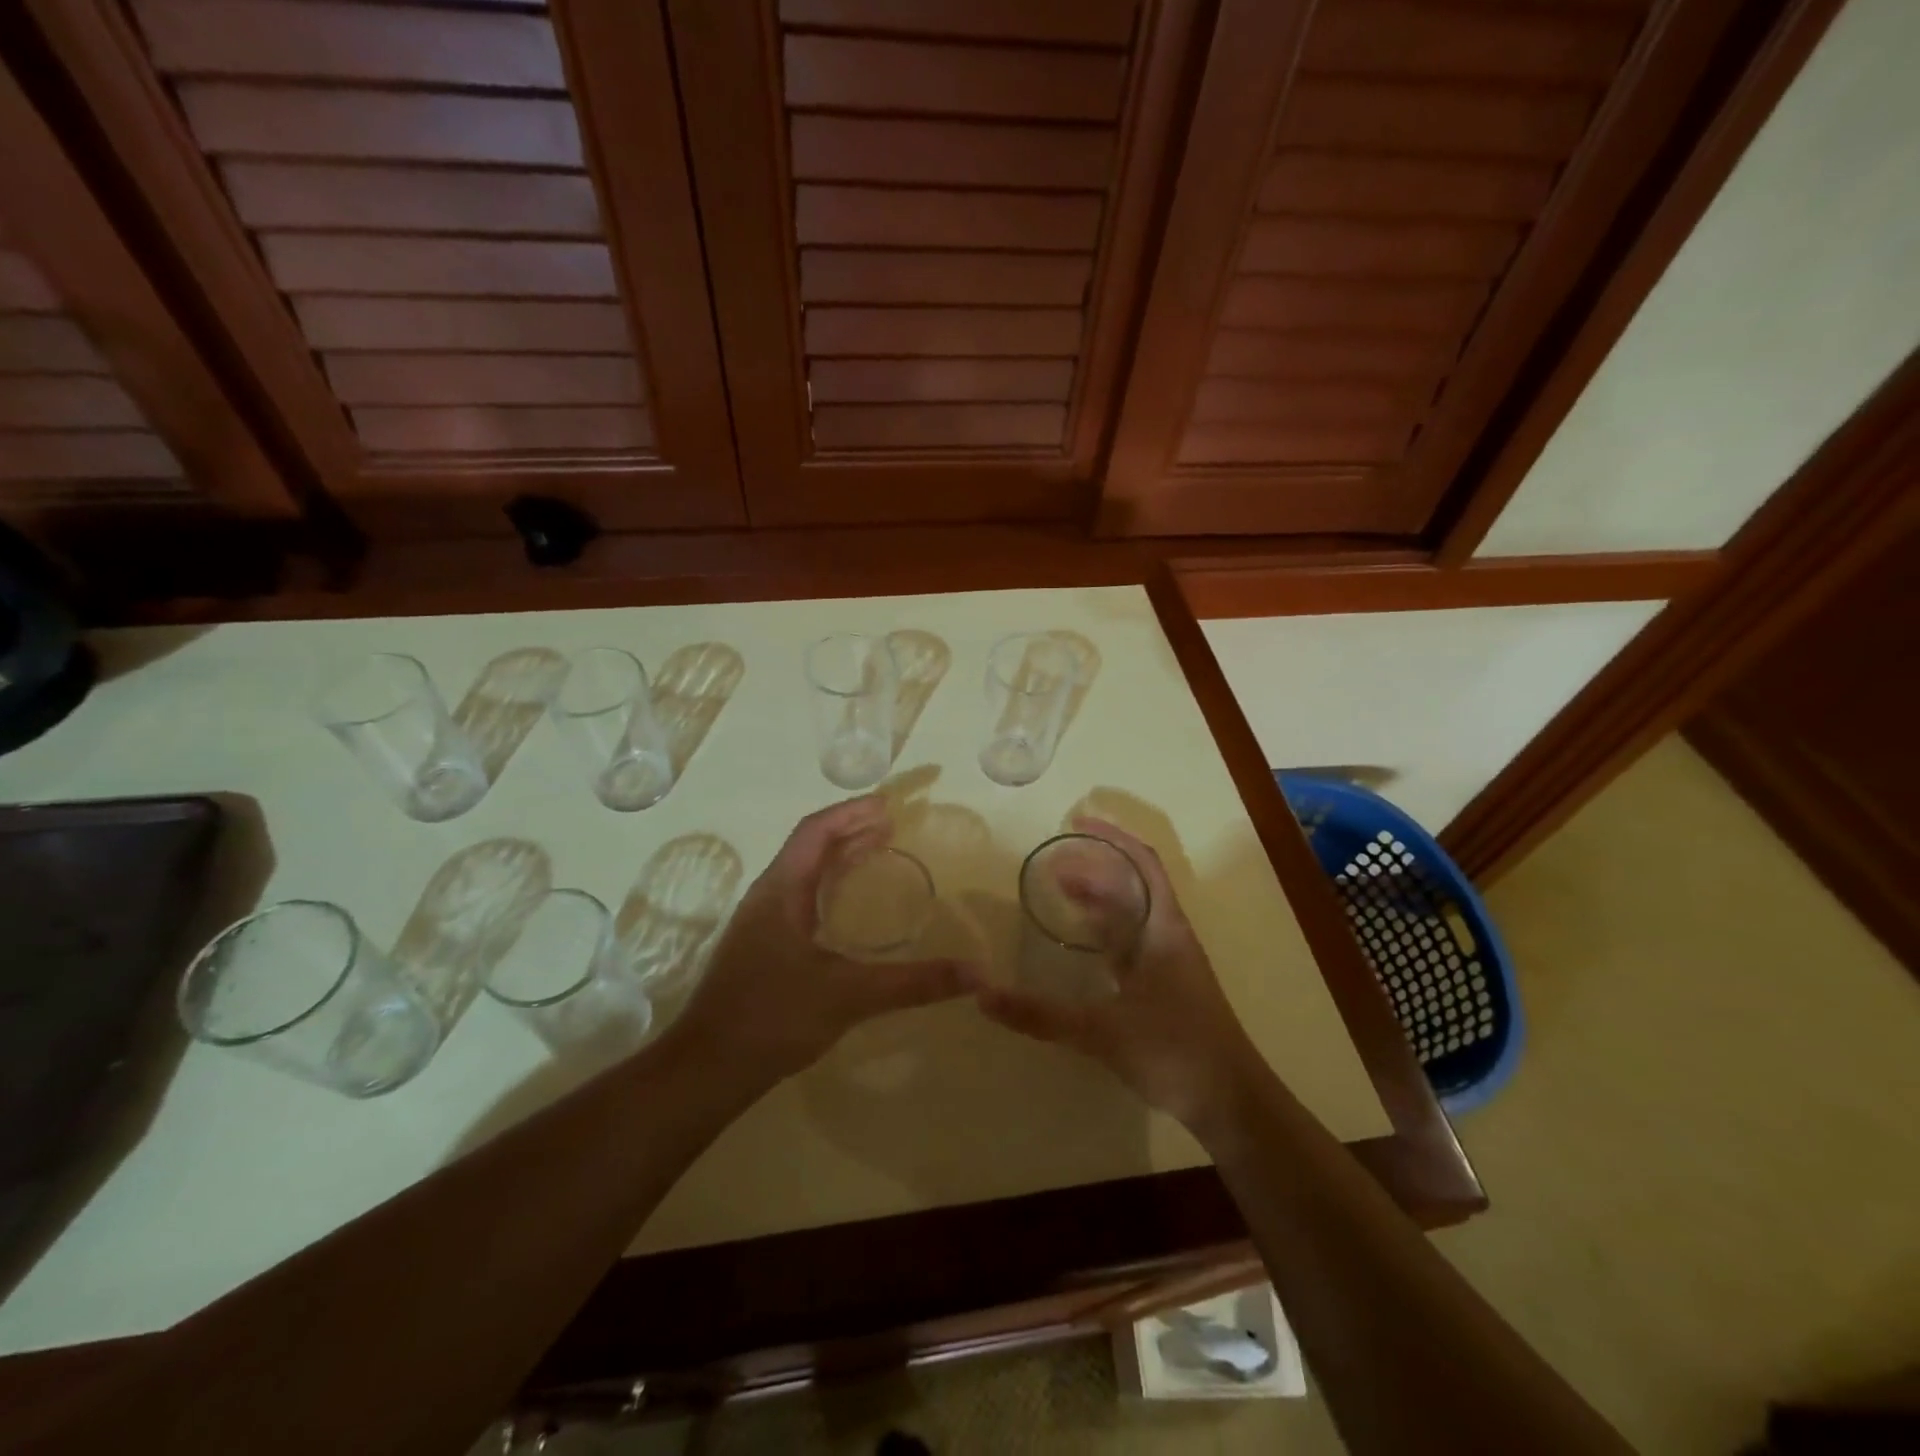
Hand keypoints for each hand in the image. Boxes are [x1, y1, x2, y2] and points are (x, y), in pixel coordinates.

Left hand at [675, 796, 975, 1083]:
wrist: (707, 1069)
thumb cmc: (774, 1018)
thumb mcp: (851, 996)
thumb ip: (915, 983)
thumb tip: (977, 973)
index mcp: (780, 890)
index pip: (816, 831)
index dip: (852, 812)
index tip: (889, 805)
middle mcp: (767, 896)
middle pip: (810, 846)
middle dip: (851, 830)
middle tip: (893, 826)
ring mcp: (760, 922)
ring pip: (803, 872)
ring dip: (839, 857)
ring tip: (878, 852)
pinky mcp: (761, 946)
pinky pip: (800, 897)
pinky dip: (830, 886)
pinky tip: (847, 909)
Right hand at [977, 817, 1261, 1130]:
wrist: (1232, 1103)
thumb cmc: (1174, 1050)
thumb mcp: (1102, 1030)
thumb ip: (1042, 1015)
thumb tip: (983, 996)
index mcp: (1163, 928)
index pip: (1142, 863)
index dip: (1113, 837)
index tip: (1077, 821)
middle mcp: (1168, 936)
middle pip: (1132, 885)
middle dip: (1094, 868)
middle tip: (1053, 864)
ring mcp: (1169, 963)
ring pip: (1131, 915)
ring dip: (1099, 900)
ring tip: (1059, 893)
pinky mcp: (1165, 988)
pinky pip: (1131, 944)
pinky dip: (1104, 933)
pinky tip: (1081, 946)